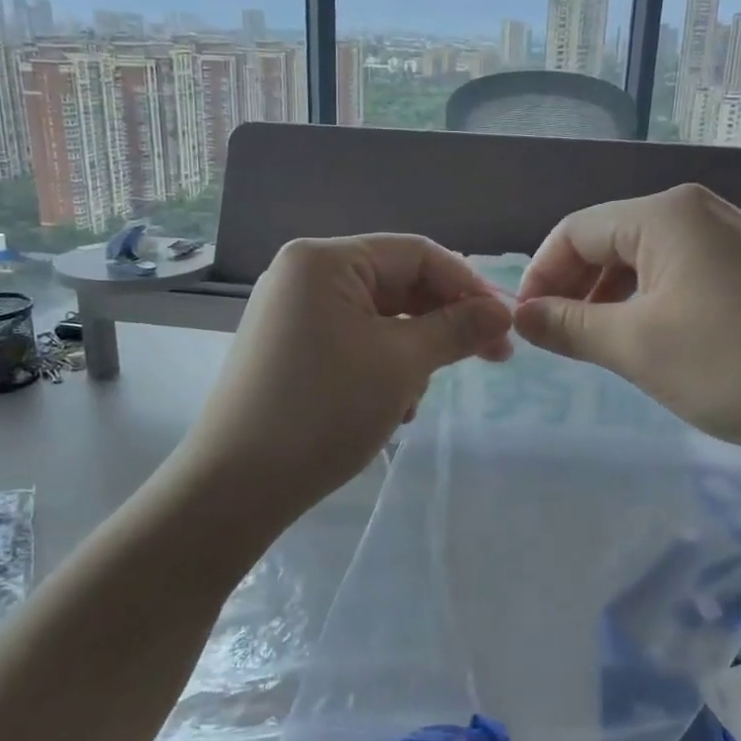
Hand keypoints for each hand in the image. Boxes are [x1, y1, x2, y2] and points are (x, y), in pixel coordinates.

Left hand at [179, 234, 512, 517]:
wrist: (235, 486)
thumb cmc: (324, 411)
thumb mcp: (402, 365)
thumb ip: (457, 329)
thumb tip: (503, 312)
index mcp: (325, 260)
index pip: (416, 254)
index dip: (468, 286)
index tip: (506, 326)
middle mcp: (304, 275)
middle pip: (396, 284)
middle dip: (441, 325)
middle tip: (488, 359)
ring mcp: (292, 313)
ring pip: (378, 318)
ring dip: (412, 354)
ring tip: (414, 400)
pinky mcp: (288, 348)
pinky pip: (352, 341)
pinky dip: (381, 367)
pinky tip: (389, 409)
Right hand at [512, 184, 740, 476]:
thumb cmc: (734, 364)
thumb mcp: (636, 346)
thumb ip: (569, 326)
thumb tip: (521, 316)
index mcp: (666, 213)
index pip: (576, 230)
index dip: (540, 274)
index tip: (521, 323)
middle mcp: (697, 213)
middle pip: (609, 240)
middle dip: (572, 286)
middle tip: (553, 337)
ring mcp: (730, 242)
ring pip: (643, 261)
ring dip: (607, 298)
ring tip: (594, 343)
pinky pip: (677, 277)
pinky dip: (646, 304)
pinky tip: (645, 340)